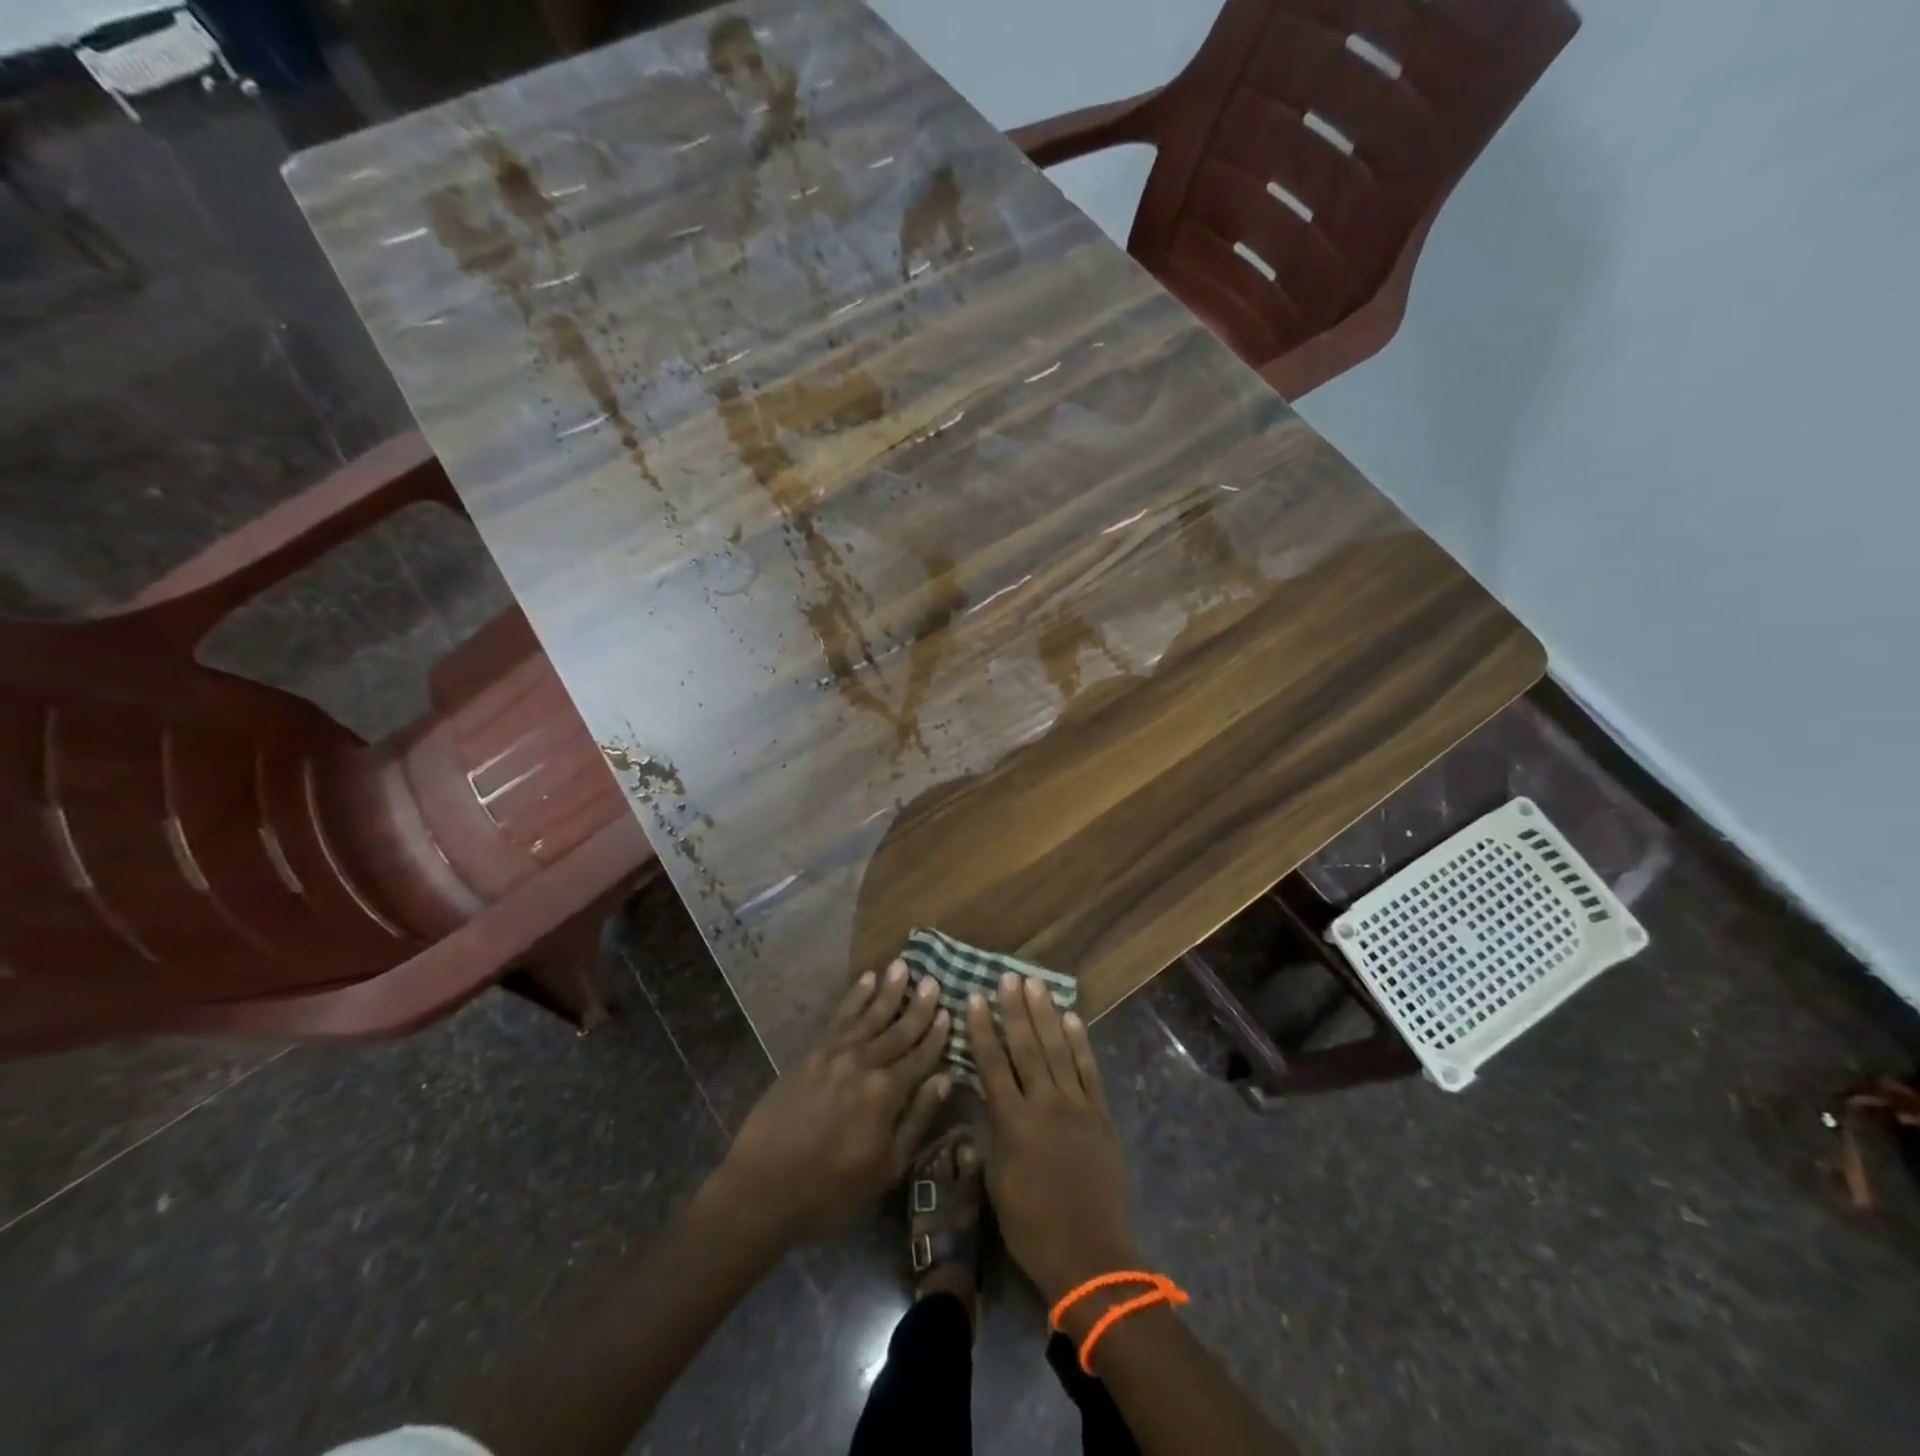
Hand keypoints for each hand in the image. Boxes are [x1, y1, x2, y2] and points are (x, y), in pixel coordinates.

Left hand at [715, 960, 950, 1247]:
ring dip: (888, 990)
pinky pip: (839, 1017)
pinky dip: (854, 997)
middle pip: (897, 1029)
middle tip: (933, 981)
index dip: (936, 1035)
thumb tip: (943, 1079)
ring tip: (903, 966)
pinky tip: (866, 981)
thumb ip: (916, 1120)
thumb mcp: (885, 1169)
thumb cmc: (829, 1191)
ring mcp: (834, 1054)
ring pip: (869, 1015)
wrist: (761, 1189)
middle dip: (918, 1006)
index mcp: (886, 1093)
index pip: (920, 1057)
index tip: (949, 1012)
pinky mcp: (810, 1053)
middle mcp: (863, 1063)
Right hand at [968, 976, 1139, 1306]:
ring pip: (1058, 1050)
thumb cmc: (1031, 1226)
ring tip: (1036, 984)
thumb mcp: (996, 1182)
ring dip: (1046, 1014)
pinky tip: (1071, 1018)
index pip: (992, 1064)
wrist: (1089, 1254)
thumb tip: (979, 1096)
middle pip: (1026, 1047)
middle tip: (1008, 977)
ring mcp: (1076, 1106)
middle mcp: (1044, 1104)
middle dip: (1015, 1009)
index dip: (982, 1029)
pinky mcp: (1101, 1114)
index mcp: (1012, 1123)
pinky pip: (1088, 1070)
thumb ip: (989, 1133)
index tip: (974, 998)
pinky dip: (1080, 1042)